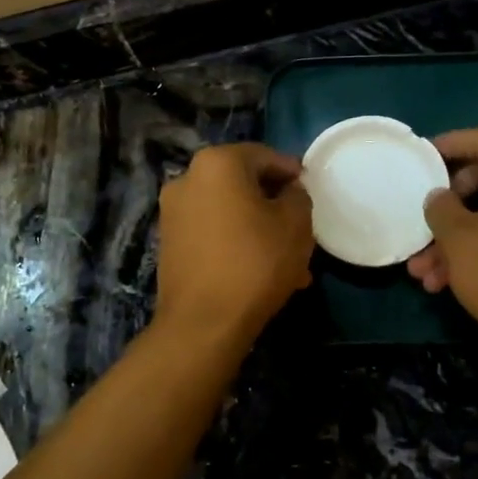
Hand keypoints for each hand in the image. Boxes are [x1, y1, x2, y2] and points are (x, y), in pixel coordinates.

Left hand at [155, 142, 314, 345]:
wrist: (203, 322)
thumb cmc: (255, 262)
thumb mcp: (295, 224)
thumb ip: (297, 195)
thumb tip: (288, 191)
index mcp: (217, 163)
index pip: (264, 156)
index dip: (291, 172)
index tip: (309, 191)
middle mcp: (187, 179)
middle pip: (242, 183)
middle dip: (273, 205)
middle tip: (300, 228)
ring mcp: (172, 212)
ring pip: (228, 212)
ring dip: (257, 228)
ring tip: (287, 261)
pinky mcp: (168, 243)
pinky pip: (212, 233)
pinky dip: (235, 243)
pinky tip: (259, 272)